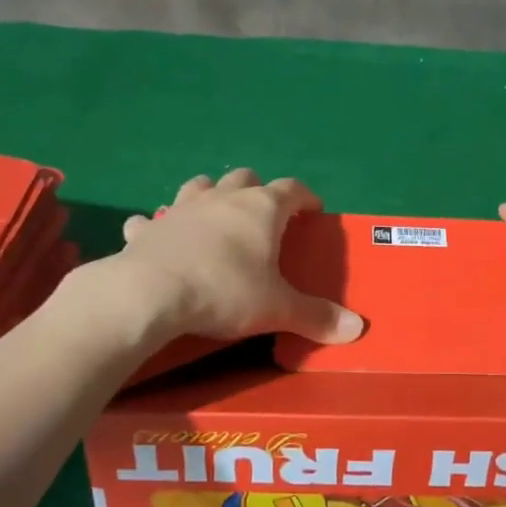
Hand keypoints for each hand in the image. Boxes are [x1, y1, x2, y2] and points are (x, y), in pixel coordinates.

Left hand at [114, 170, 363, 344]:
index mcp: (261, 209)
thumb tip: (357, 328)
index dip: (306, 198)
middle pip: (245, 178)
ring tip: (214, 217)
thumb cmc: (225, 291)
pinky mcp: (148, 229)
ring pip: (199, 186)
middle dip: (257, 190)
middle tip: (264, 217)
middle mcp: (222, 199)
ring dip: (209, 195)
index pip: (293, 189)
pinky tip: (158, 238)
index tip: (314, 211)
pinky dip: (159, 226)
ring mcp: (181, 209)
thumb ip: (316, 317)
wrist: (150, 293)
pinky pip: (152, 220)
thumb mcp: (277, 309)